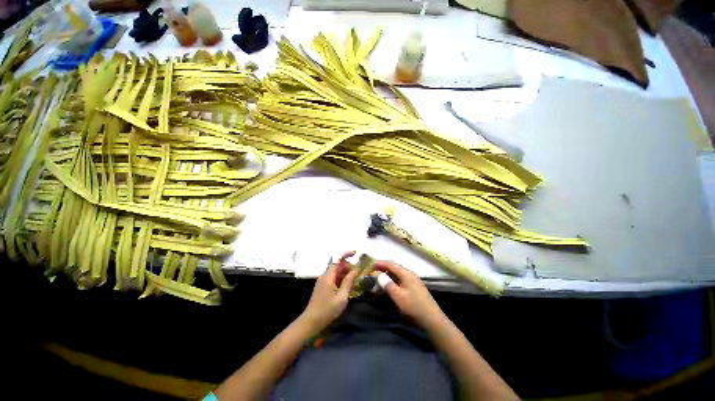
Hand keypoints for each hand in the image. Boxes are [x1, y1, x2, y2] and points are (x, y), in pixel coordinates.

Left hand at [301, 252, 358, 330]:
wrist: (311, 322)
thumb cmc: (327, 310)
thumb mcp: (341, 297)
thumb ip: (349, 281)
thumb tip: (356, 269)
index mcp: (328, 276)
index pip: (337, 260)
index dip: (346, 255)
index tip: (356, 254)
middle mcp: (325, 276)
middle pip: (338, 266)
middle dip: (349, 267)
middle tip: (358, 275)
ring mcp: (323, 281)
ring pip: (336, 273)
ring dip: (346, 274)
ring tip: (355, 282)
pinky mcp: (323, 287)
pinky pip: (334, 279)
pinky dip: (341, 280)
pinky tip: (347, 287)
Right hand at [375, 260, 445, 329]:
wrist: (432, 320)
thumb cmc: (414, 307)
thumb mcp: (398, 296)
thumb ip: (387, 284)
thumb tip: (378, 274)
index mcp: (406, 274)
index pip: (391, 264)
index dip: (381, 263)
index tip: (371, 265)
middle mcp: (410, 274)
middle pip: (394, 267)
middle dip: (383, 268)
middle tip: (373, 272)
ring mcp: (413, 280)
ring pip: (398, 273)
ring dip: (388, 275)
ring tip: (379, 279)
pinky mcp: (414, 287)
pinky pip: (401, 279)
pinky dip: (393, 280)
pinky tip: (389, 285)